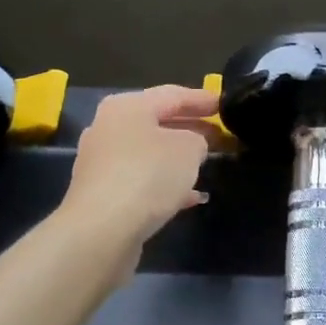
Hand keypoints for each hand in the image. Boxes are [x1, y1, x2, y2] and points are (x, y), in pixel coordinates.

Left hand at [62, 85, 219, 254]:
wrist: (102, 230)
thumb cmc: (148, 175)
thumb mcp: (189, 149)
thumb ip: (198, 140)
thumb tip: (193, 146)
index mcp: (127, 106)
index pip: (172, 95)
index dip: (201, 99)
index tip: (224, 104)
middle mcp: (108, 128)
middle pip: (156, 123)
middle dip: (189, 129)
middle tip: (218, 134)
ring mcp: (101, 162)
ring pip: (149, 153)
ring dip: (177, 158)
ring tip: (205, 164)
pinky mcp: (102, 193)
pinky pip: (140, 180)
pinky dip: (164, 183)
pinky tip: (189, 197)